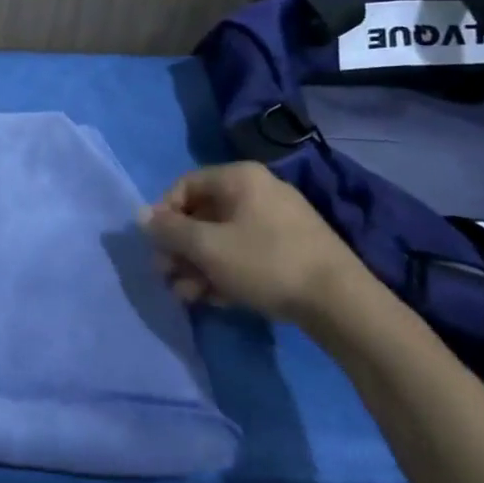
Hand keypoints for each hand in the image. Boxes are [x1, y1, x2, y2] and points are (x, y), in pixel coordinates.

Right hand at [139, 162, 365, 322]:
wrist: (343, 304)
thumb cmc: (266, 263)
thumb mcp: (208, 247)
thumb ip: (170, 230)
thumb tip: (140, 215)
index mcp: (239, 178)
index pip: (185, 185)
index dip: (164, 215)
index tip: (156, 247)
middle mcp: (259, 191)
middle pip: (204, 214)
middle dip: (181, 248)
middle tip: (167, 276)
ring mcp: (278, 222)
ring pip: (224, 238)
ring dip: (199, 266)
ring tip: (187, 297)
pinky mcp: (292, 251)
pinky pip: (246, 253)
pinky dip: (226, 272)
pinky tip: (213, 300)